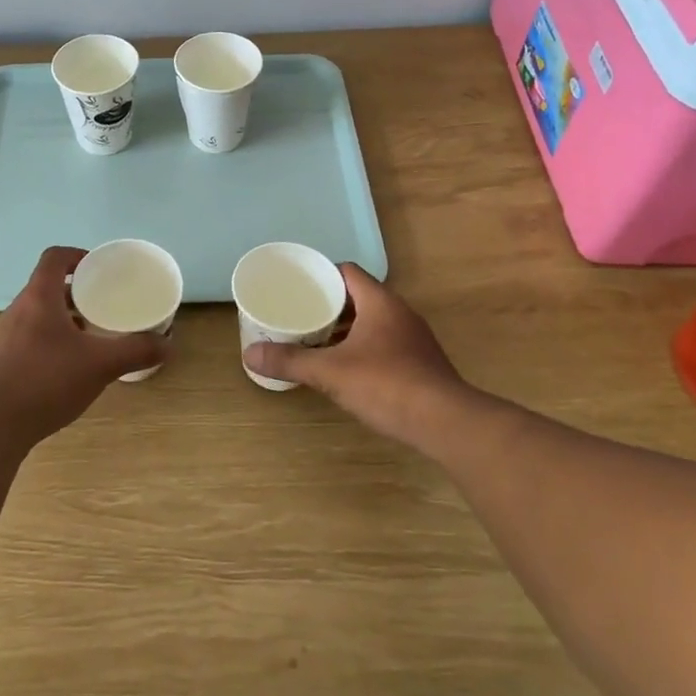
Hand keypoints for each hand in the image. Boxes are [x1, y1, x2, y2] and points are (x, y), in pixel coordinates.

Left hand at [0, 246, 165, 441]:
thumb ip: (135, 351)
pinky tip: (67, 367)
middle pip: (47, 286)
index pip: (55, 258)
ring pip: (38, 314)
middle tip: (102, 305)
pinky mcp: (0, 361)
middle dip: (76, 292)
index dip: (77, 256)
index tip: (99, 269)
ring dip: (63, 318)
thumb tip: (167, 344)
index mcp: (39, 297)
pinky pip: (29, 338)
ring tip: (89, 337)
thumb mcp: (100, 364)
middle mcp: (18, 310)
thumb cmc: (47, 380)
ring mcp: (5, 336)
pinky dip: (50, 341)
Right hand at [243, 264, 470, 451]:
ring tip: (314, 340)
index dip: (321, 275)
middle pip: (358, 296)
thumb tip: (250, 354)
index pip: (347, 272)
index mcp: (379, 302)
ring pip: (371, 322)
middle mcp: (399, 313)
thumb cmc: (386, 385)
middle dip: (328, 305)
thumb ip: (291, 361)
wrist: (446, 423)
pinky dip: (361, 348)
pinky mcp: (419, 363)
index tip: (297, 287)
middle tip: (298, 314)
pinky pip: (383, 344)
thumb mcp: (331, 372)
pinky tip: (344, 368)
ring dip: (345, 328)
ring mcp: (412, 339)